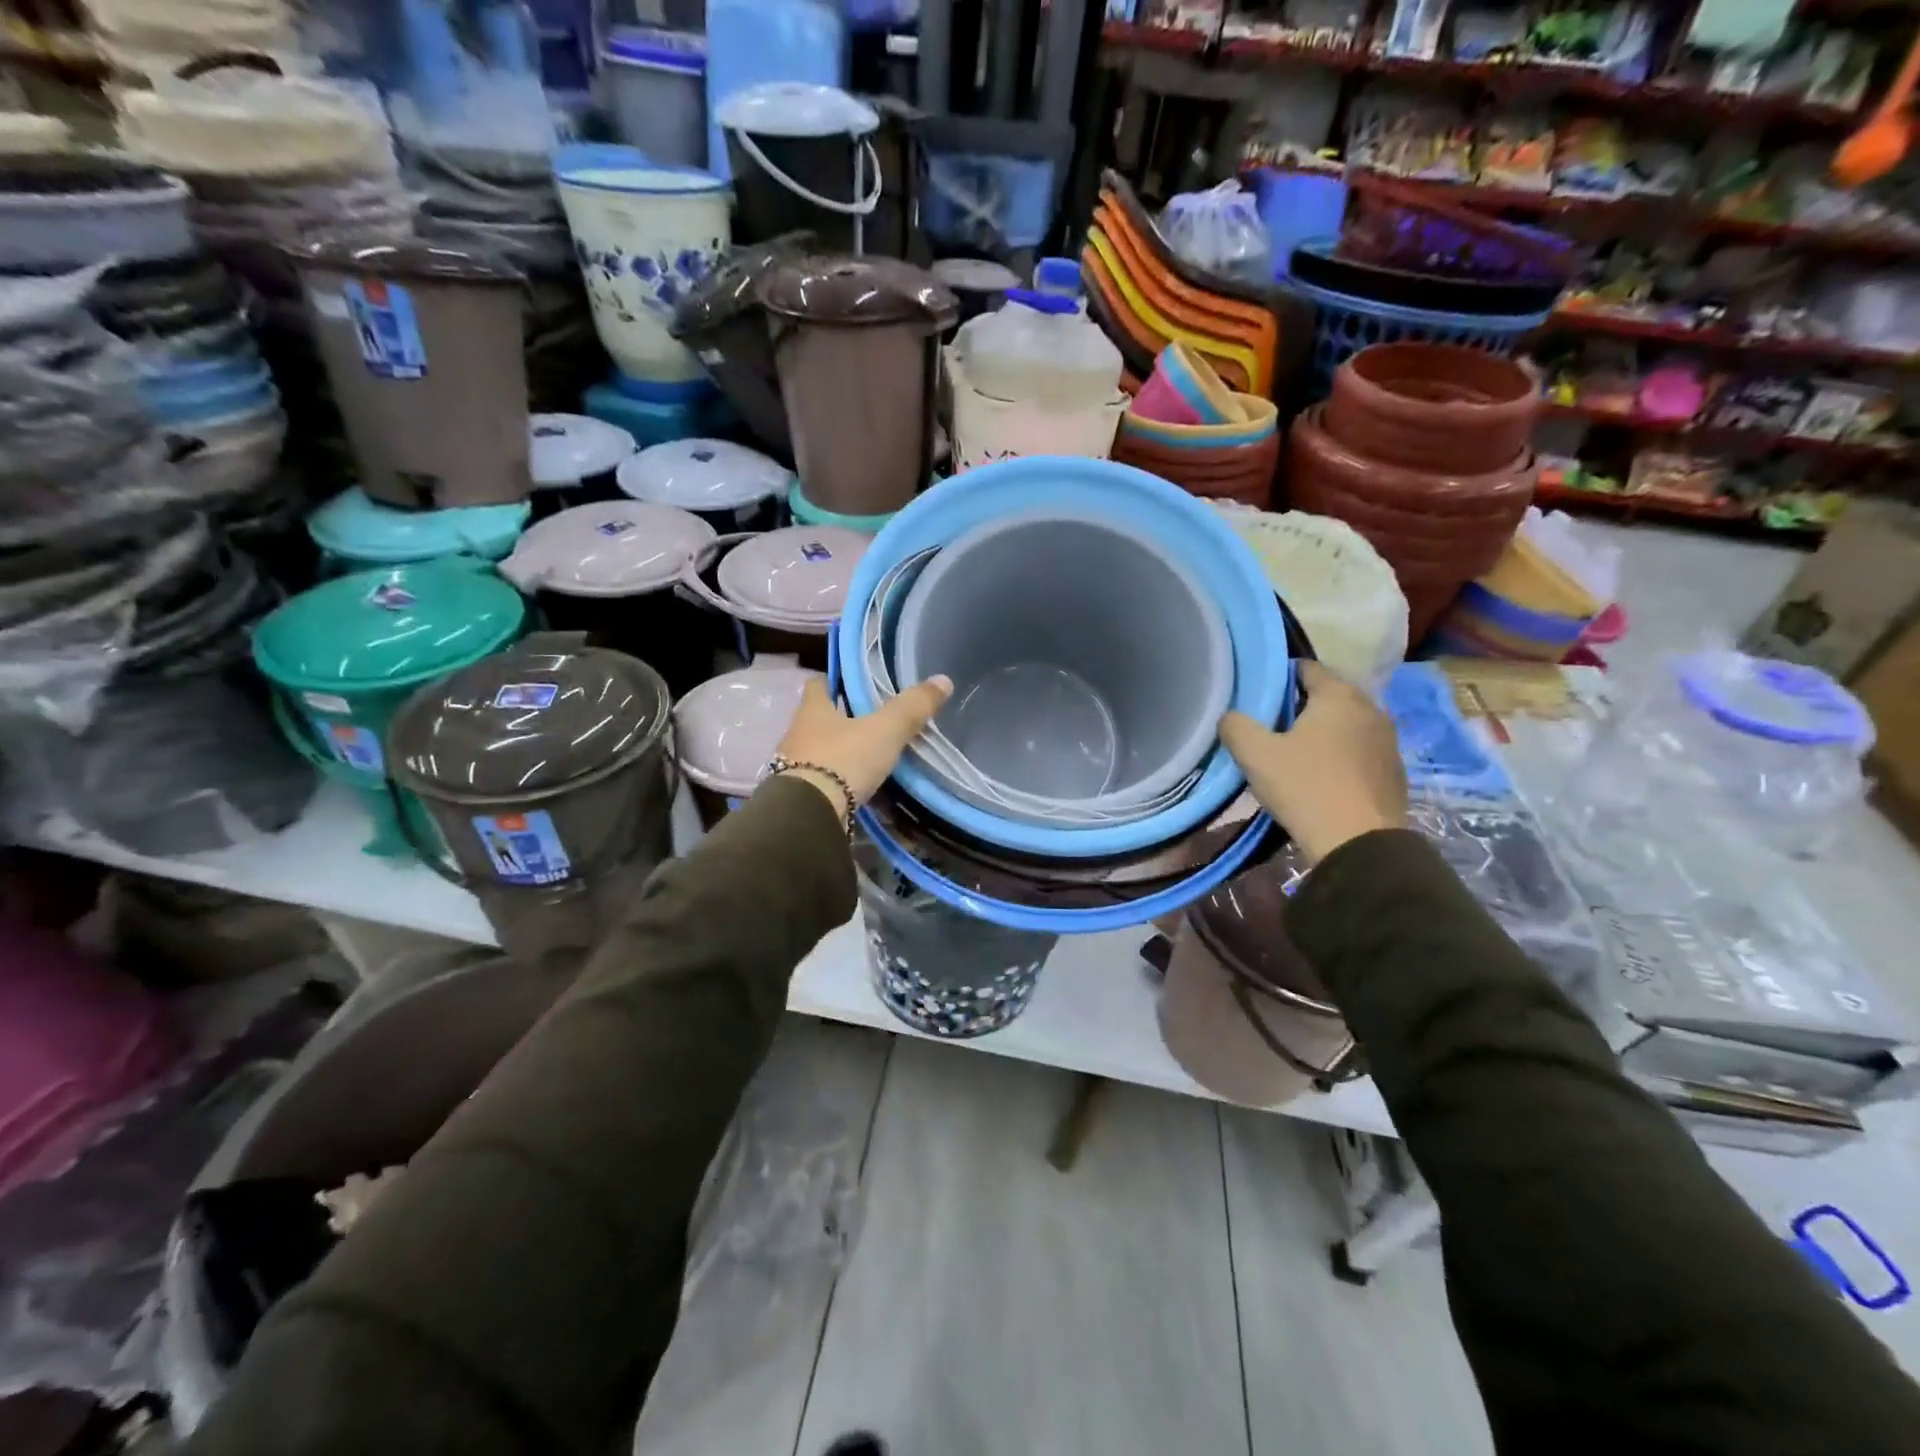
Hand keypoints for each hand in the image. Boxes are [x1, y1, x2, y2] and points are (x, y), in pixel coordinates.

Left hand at [772, 675, 953, 814]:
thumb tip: (943, 679)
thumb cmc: (843, 760)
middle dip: (839, 720)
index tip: (851, 684)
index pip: (817, 685)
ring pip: (817, 753)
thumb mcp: (885, 731)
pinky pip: (820, 784)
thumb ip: (911, 708)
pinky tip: (856, 790)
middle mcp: (797, 735)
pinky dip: (837, 784)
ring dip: (837, 754)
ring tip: (867, 758)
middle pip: (817, 720)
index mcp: (812, 711)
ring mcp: (792, 768)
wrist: (809, 815)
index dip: (833, 681)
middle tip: (870, 722)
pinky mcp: (797, 797)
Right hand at [1218, 661, 1406, 865]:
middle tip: (1270, 729)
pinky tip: (1321, 779)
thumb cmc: (1306, 787)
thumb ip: (1235, 725)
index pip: (1306, 668)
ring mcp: (1388, 741)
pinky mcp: (1395, 772)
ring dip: (1322, 734)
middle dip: (1300, 708)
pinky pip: (1359, 752)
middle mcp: (1371, 708)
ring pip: (1345, 726)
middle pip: (1328, 696)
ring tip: (1294, 755)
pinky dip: (1340, 757)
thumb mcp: (1255, 754)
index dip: (1278, 678)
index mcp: (1339, 695)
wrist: (1360, 844)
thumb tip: (1230, 716)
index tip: (1258, 698)